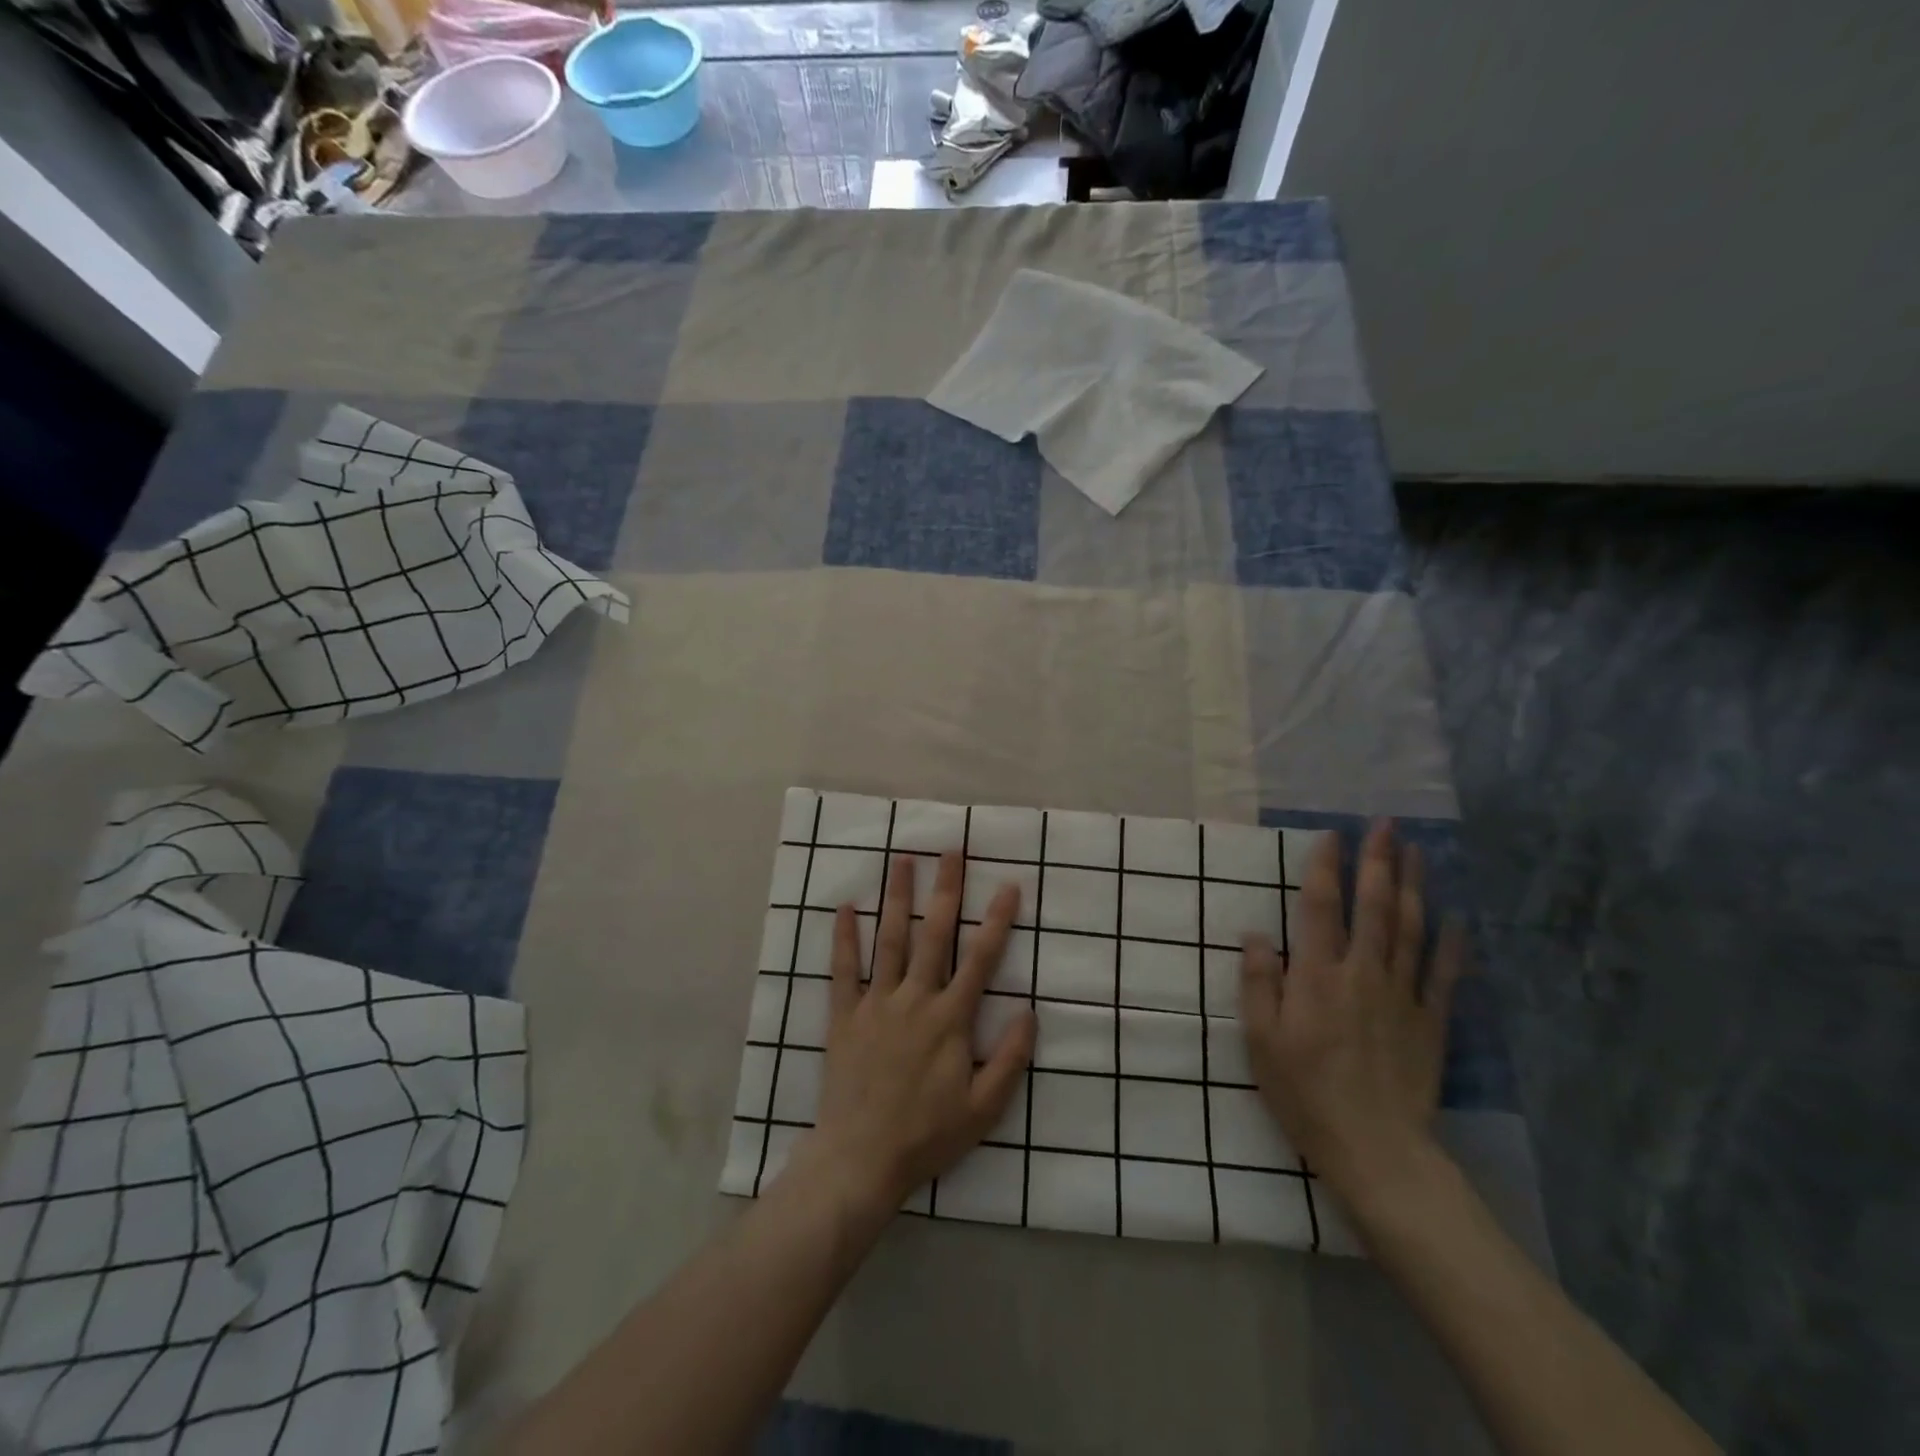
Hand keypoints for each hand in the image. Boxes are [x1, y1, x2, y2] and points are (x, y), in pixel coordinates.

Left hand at [793, 852, 1035, 1217]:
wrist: (861, 1159)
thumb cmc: (927, 1135)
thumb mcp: (984, 1109)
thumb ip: (1010, 1059)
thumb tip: (1030, 1011)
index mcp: (950, 1019)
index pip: (980, 959)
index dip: (997, 921)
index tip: (1009, 885)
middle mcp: (915, 999)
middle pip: (934, 935)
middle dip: (946, 890)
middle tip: (951, 851)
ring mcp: (876, 1004)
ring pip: (890, 940)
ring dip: (897, 899)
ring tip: (902, 860)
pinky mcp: (845, 1017)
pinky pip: (843, 971)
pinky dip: (844, 939)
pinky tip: (844, 908)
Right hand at [1239, 820, 1467, 1209]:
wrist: (1375, 1149)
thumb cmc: (1304, 1093)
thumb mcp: (1260, 1041)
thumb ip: (1257, 983)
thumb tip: (1255, 935)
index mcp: (1316, 976)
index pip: (1321, 907)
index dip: (1325, 867)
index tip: (1332, 835)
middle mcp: (1361, 973)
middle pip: (1373, 906)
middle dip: (1378, 861)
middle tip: (1386, 824)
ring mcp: (1401, 996)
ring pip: (1410, 929)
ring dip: (1413, 886)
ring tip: (1417, 851)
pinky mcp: (1431, 1022)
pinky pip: (1444, 974)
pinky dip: (1451, 942)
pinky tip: (1456, 917)